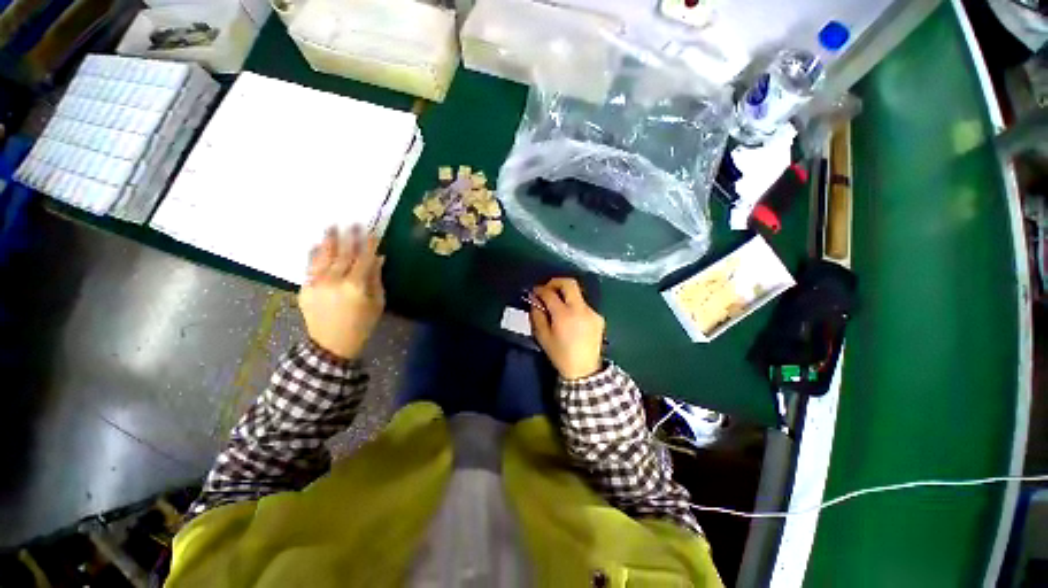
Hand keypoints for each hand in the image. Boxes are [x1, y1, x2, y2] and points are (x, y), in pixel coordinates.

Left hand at [298, 226, 384, 359]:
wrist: (332, 344)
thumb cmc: (362, 324)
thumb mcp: (377, 303)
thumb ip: (376, 278)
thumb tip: (378, 258)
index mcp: (356, 285)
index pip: (364, 258)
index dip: (368, 244)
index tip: (372, 231)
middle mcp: (335, 280)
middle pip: (343, 253)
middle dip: (349, 237)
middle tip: (351, 222)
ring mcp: (317, 283)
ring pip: (324, 257)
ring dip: (328, 240)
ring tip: (331, 226)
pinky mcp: (305, 288)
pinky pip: (310, 267)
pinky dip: (314, 255)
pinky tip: (316, 246)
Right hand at [529, 278, 605, 379]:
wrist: (584, 370)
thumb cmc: (560, 355)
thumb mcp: (542, 337)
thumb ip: (537, 315)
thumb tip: (535, 300)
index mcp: (564, 316)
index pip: (550, 294)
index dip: (540, 290)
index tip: (534, 291)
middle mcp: (580, 309)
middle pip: (569, 283)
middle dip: (555, 282)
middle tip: (547, 289)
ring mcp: (592, 312)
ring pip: (577, 293)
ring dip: (565, 294)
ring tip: (557, 305)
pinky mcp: (598, 317)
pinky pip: (583, 304)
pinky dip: (573, 305)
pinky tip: (569, 317)